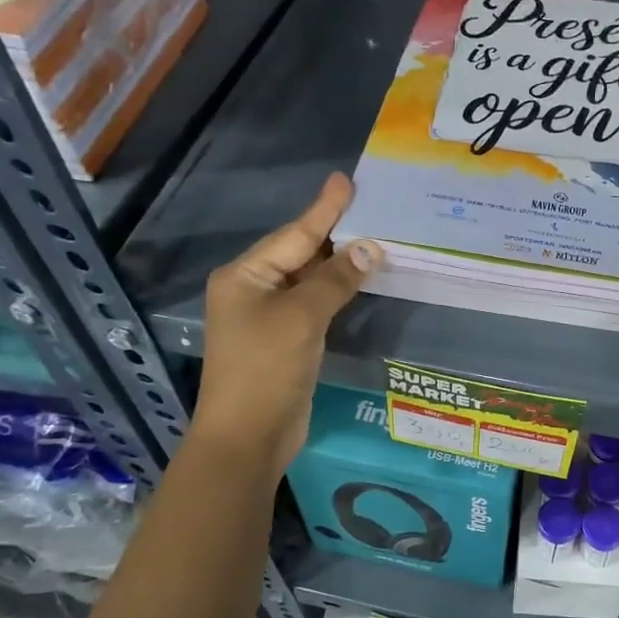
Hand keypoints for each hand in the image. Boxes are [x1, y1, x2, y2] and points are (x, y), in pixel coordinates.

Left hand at [190, 172, 379, 473]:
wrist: (248, 436)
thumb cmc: (266, 368)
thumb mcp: (302, 317)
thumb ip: (336, 279)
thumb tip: (371, 247)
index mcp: (245, 276)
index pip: (294, 234)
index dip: (324, 209)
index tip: (347, 181)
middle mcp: (253, 290)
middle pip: (300, 253)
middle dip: (334, 233)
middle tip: (370, 207)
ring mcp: (268, 317)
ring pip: (309, 280)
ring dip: (339, 264)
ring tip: (373, 238)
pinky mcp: (285, 341)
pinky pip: (314, 305)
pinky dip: (337, 292)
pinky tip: (359, 280)